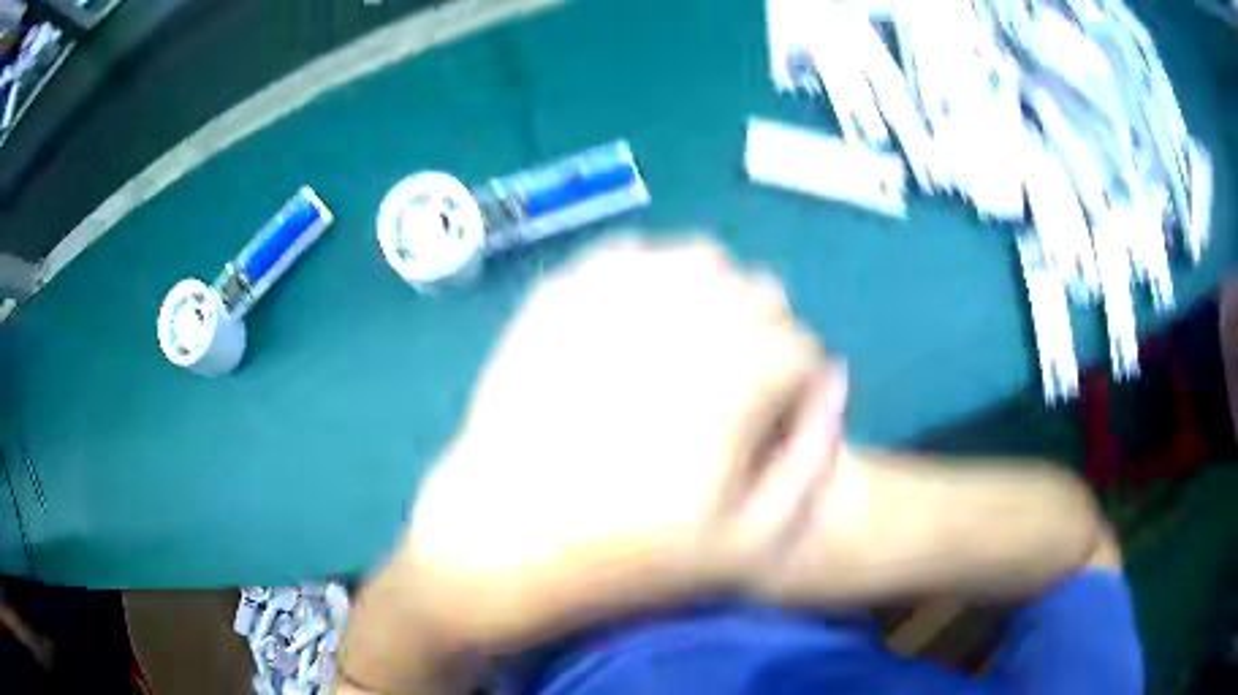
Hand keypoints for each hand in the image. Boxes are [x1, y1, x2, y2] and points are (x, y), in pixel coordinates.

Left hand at [400, 236, 846, 649]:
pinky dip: (649, 276)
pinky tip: (641, 320)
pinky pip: (625, 255)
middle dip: (766, 332)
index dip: (800, 380)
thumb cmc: (625, 559)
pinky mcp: (555, 298)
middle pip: (757, 289)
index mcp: (728, 384)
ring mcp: (607, 300)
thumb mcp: (746, 542)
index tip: (778, 412)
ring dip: (714, 295)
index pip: (800, 345)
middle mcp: (673, 324)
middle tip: (740, 381)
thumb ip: (812, 457)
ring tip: (696, 345)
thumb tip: (838, 378)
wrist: (502, 541)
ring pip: (697, 257)